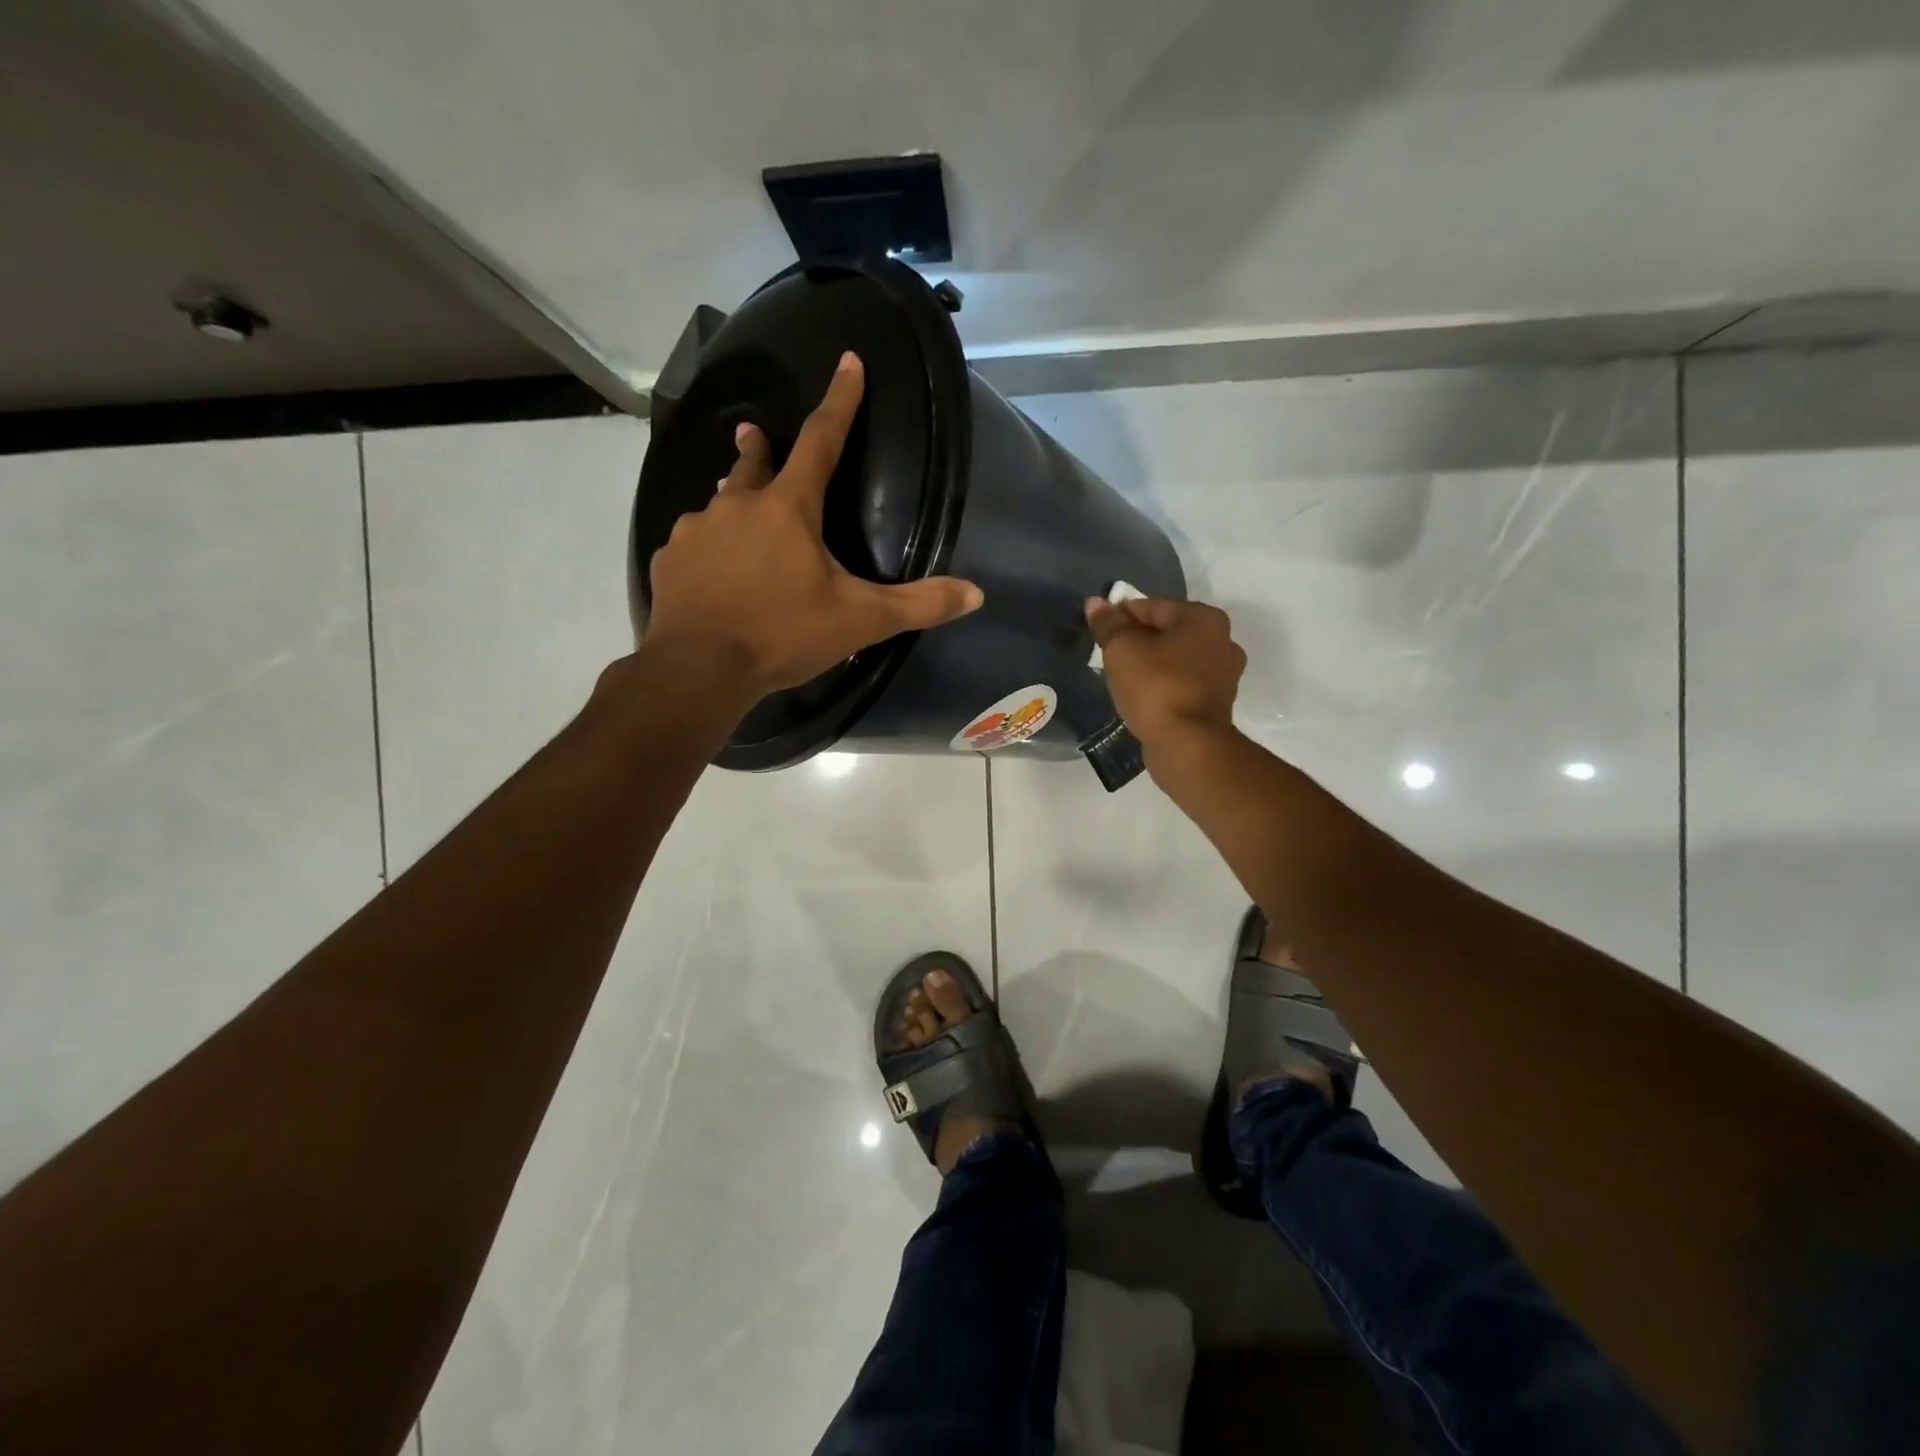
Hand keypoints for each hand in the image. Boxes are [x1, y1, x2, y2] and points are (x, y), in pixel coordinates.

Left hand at [644, 353, 982, 696]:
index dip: (840, 400)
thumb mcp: (860, 621)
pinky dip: (709, 550)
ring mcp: (696, 532)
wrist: (699, 669)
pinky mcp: (669, 561)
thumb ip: (918, 605)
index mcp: (788, 508)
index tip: (848, 362)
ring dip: (733, 504)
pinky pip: (694, 544)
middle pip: (753, 465)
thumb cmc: (783, 634)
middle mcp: (737, 506)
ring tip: (738, 517)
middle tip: (757, 435)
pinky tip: (713, 573)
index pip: (822, 441)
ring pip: (720, 506)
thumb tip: (975, 594)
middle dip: (760, 448)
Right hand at [1086, 595, 1244, 749]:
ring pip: (1176, 660)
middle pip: (1167, 632)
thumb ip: (1109, 624)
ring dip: (1152, 664)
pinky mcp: (1217, 704)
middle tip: (1109, 656)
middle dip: (1138, 640)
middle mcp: (1222, 641)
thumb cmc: (1155, 686)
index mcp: (1204, 618)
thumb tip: (1095, 603)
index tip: (1099, 633)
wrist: (1187, 744)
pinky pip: (1182, 684)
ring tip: (1123, 678)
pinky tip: (1143, 697)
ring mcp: (1224, 675)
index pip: (1152, 607)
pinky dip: (1163, 686)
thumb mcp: (1122, 649)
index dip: (1121, 617)